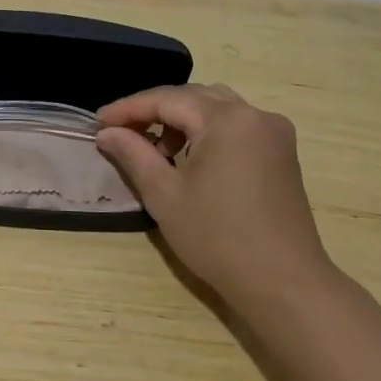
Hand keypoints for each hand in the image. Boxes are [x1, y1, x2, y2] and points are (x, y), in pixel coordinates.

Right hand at [95, 83, 335, 302]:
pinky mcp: (281, 153)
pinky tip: (188, 157)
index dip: (128, 108)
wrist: (283, 282)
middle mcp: (255, 115)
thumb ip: (133, 154)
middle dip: (154, 110)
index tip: (98, 122)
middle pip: (194, 97)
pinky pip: (236, 126)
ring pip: (216, 108)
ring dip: (181, 119)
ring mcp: (274, 133)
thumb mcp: (164, 195)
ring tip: (155, 148)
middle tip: (120, 131)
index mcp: (227, 119)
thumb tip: (107, 133)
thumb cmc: (218, 238)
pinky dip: (206, 131)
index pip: (167, 99)